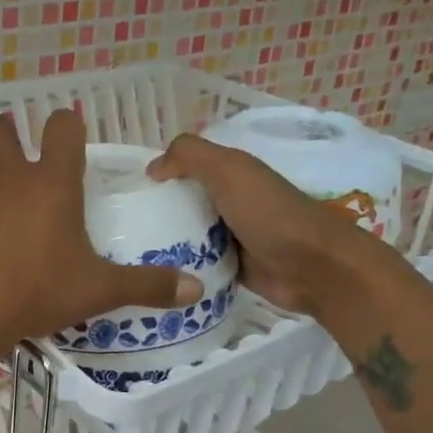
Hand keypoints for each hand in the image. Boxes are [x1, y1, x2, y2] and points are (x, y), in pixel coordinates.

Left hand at [0, 109, 201, 364]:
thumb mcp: (99, 290)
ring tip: (6, 218)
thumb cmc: (39, 290)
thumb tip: (195, 289)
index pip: (62, 127)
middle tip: (21, 157)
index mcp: (53, 183)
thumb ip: (147, 286)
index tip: (73, 143)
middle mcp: (10, 181)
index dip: (69, 127)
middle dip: (6, 134)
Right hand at [146, 133, 387, 316]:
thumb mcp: (229, 171)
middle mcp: (227, 201)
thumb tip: (152, 168)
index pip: (182, 168)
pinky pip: (193, 264)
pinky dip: (177, 267)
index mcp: (229, 173)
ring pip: (183, 235)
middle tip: (119, 230)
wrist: (313, 268)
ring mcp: (227, 236)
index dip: (157, 176)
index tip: (126, 195)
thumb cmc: (270, 214)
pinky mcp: (228, 266)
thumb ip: (190, 156)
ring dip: (161, 243)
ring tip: (127, 255)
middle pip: (179, 203)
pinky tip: (152, 275)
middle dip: (152, 213)